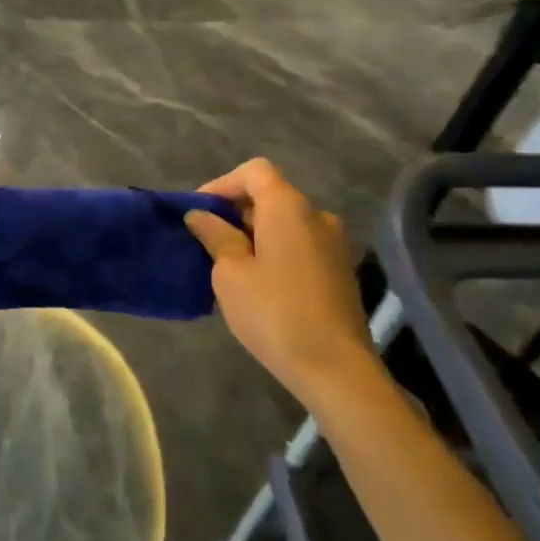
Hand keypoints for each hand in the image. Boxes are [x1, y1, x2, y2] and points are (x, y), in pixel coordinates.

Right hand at [184, 158, 377, 409]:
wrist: (336, 369)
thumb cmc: (274, 313)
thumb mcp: (230, 273)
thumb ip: (215, 236)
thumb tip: (201, 215)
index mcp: (289, 207)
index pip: (255, 171)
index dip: (222, 184)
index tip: (198, 212)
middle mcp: (317, 216)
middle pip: (271, 196)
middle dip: (235, 211)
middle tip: (206, 241)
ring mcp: (334, 244)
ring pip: (286, 224)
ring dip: (255, 234)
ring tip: (228, 265)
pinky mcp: (341, 272)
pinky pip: (300, 246)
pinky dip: (275, 252)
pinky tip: (258, 284)